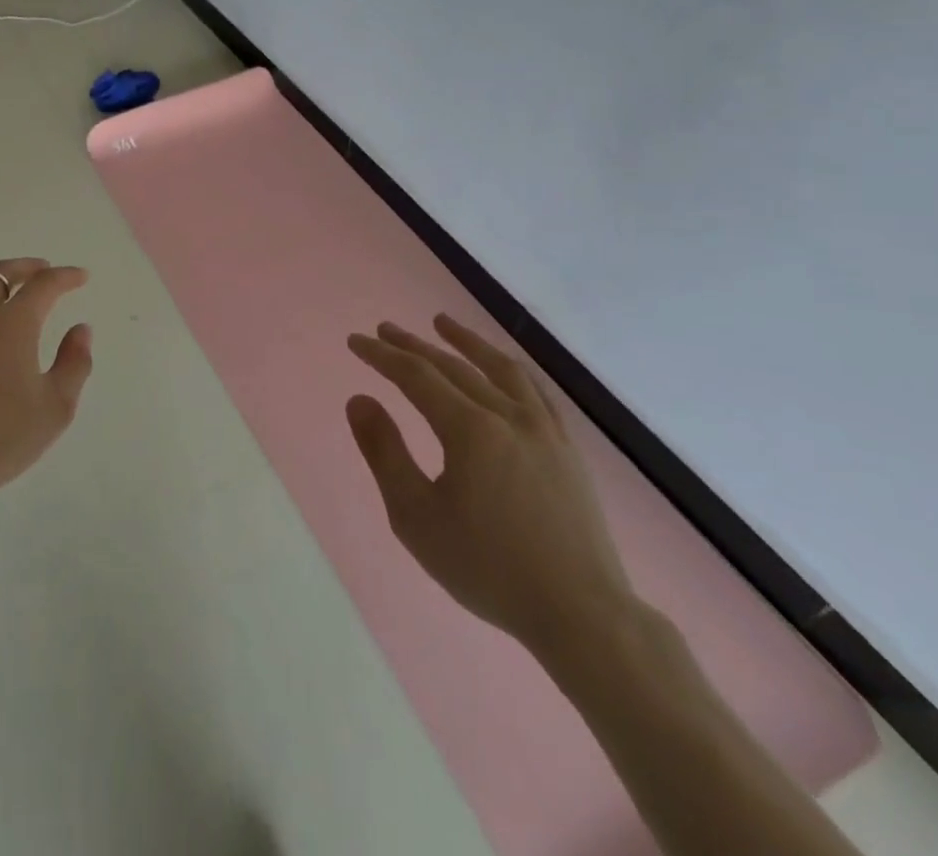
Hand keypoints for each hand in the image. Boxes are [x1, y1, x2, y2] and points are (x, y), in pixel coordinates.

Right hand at [346, 314, 635, 659]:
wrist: (581, 614)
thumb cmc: (488, 567)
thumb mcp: (416, 517)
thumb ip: (385, 452)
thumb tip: (359, 399)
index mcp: (469, 429)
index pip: (416, 376)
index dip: (382, 355)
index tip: (355, 341)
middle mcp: (508, 415)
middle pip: (453, 366)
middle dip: (413, 345)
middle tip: (384, 329)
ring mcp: (544, 430)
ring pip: (499, 369)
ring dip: (466, 342)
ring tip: (442, 323)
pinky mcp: (567, 449)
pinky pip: (535, 391)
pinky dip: (510, 369)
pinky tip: (501, 367)